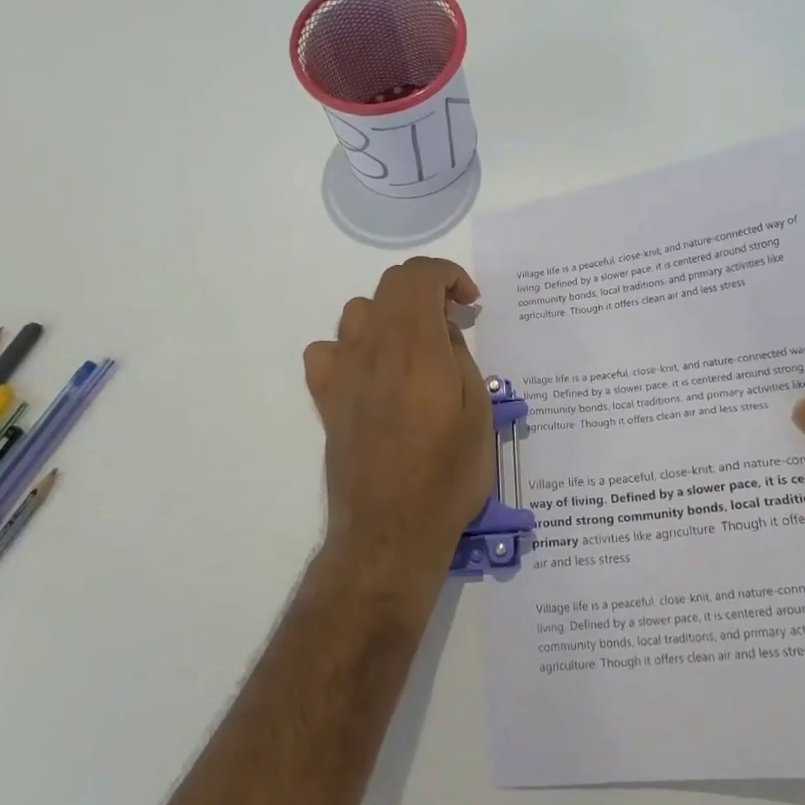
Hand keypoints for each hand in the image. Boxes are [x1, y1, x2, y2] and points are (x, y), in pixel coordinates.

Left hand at [303, 258, 493, 580]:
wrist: (391, 530)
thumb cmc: (448, 475)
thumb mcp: (478, 413)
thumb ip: (459, 357)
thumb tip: (442, 330)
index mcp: (416, 347)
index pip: (419, 275)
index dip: (448, 274)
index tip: (470, 302)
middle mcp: (373, 348)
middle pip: (389, 285)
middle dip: (426, 289)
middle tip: (452, 321)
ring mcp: (343, 372)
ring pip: (358, 311)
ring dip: (392, 315)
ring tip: (416, 346)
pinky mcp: (325, 399)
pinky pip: (328, 350)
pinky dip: (352, 347)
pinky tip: (371, 372)